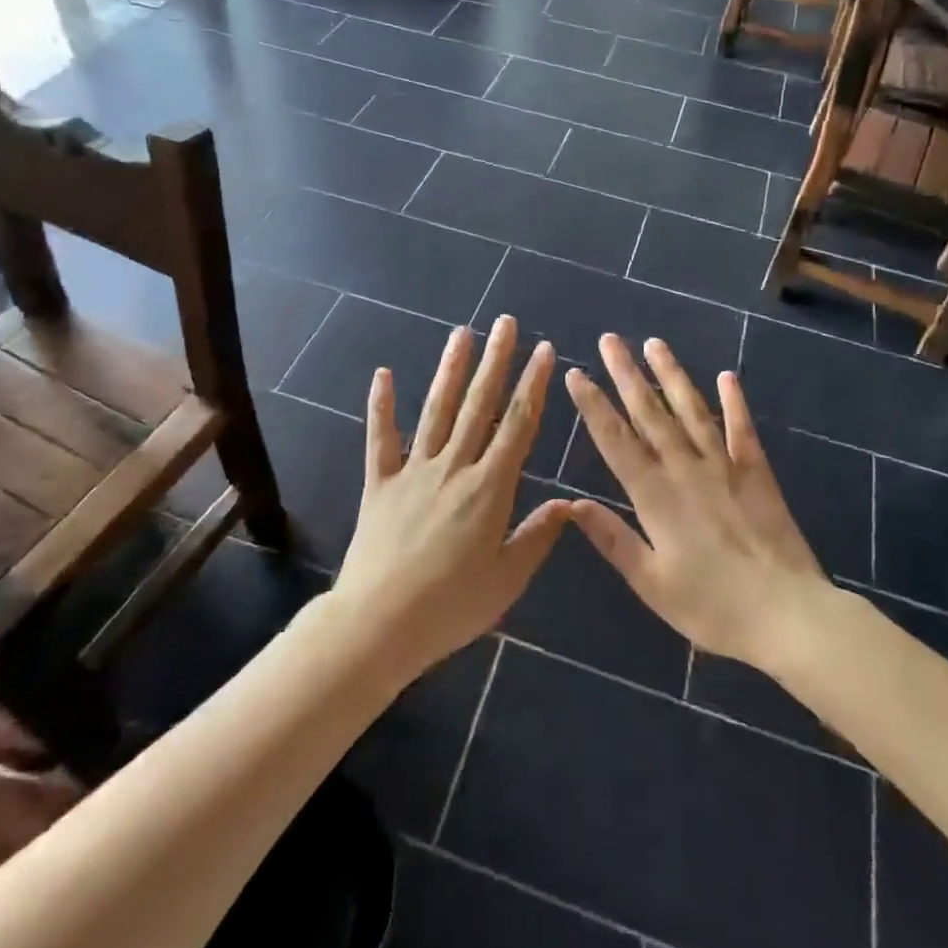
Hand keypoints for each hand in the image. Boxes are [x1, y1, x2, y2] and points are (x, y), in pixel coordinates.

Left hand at [333, 317, 569, 681]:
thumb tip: (568, 504)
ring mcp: (413, 471)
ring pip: (436, 410)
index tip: (544, 351)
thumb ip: (538, 536)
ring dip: (450, 370)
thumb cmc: (451, 608)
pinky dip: (381, 406)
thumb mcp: (507, 579)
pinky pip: (380, 438)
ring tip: (462, 333)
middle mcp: (453, 467)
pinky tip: (382, 374)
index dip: (532, 385)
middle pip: (478, 405)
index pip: (517, 425)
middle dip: (496, 361)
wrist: (379, 625)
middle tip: (505, 323)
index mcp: (489, 488)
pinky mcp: (380, 483)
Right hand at [562, 336, 831, 669]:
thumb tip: (573, 504)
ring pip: (691, 410)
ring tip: (655, 343)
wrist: (788, 613)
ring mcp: (724, 465)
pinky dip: (734, 401)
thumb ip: (613, 540)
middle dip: (626, 374)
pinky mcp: (757, 472)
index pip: (615, 440)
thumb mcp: (652, 584)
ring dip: (671, 374)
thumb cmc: (713, 606)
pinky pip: (742, 428)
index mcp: (655, 495)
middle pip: (650, 413)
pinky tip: (726, 376)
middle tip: (609, 340)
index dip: (593, 405)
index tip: (576, 374)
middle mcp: (685, 469)